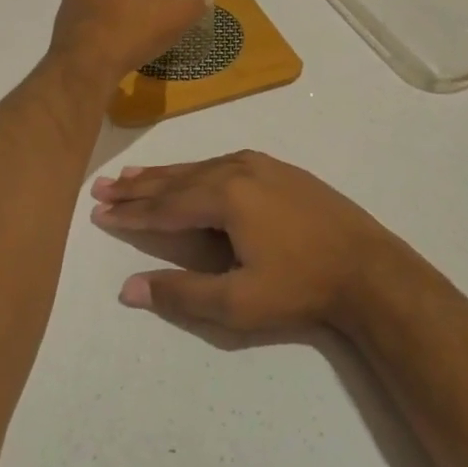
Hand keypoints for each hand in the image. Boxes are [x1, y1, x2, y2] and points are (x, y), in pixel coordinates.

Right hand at [90, 150, 411, 333]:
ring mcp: (261, 164)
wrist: (368, 267)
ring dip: (164, 175)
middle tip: (103, 186)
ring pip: (199, 168)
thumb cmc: (301, 287)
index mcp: (226, 196)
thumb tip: (128, 288)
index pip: (165, 205)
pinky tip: (188, 173)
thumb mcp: (239, 302)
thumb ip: (181, 293)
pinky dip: (195, 171)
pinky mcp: (278, 168)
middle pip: (177, 179)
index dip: (131, 212)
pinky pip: (223, 164)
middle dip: (139, 186)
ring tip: (132, 175)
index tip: (99, 210)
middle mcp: (238, 169)